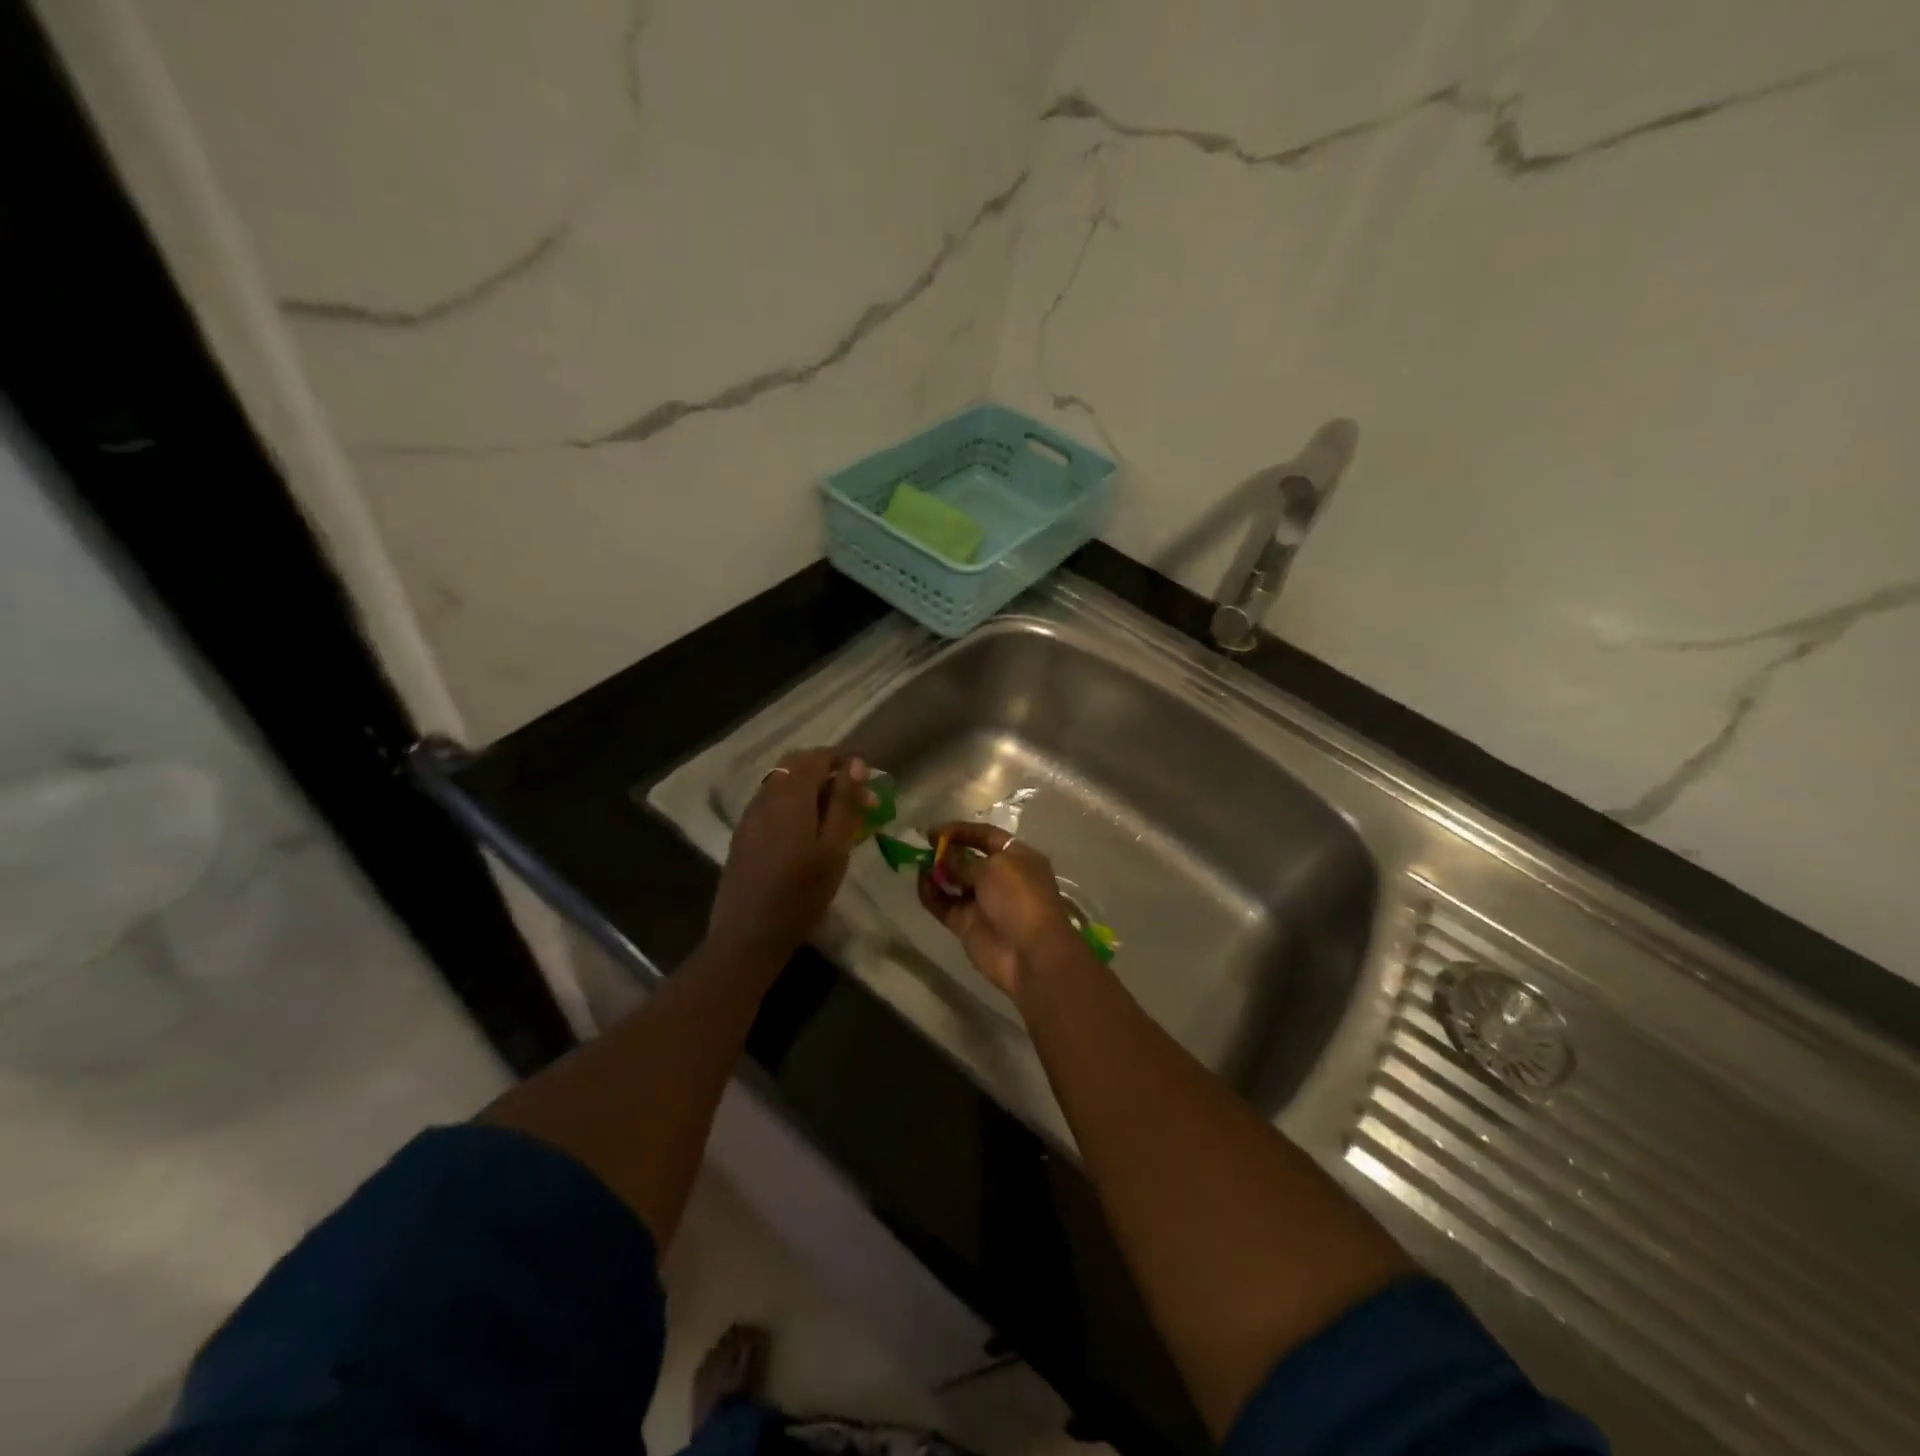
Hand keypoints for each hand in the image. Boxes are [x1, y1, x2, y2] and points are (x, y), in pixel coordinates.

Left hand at [709, 749, 870, 962]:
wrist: (747, 935)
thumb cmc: (801, 894)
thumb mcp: (834, 849)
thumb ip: (845, 803)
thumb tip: (856, 764)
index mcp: (790, 795)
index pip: (818, 757)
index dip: (844, 759)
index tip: (869, 773)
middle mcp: (766, 796)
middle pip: (796, 765)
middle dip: (827, 769)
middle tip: (855, 791)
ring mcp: (750, 815)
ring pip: (782, 783)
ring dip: (810, 786)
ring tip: (836, 812)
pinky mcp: (743, 834)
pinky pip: (771, 802)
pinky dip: (794, 802)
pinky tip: (807, 829)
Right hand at [916, 821, 1093, 999]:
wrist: (1030, 954)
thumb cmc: (1019, 899)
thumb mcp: (994, 869)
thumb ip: (963, 861)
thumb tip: (944, 860)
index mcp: (1017, 857)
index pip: (986, 836)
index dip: (961, 831)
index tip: (934, 831)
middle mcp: (1000, 877)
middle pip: (968, 858)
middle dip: (946, 852)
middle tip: (922, 847)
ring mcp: (982, 902)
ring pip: (954, 882)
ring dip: (936, 872)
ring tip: (917, 863)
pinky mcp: (967, 923)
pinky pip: (944, 904)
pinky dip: (931, 894)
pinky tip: (920, 883)